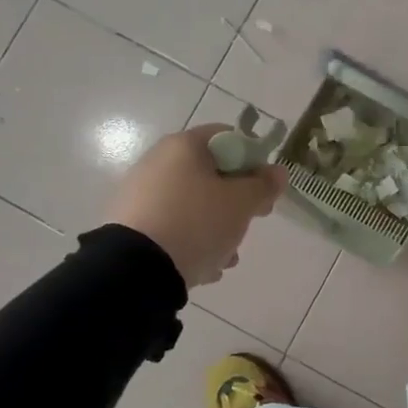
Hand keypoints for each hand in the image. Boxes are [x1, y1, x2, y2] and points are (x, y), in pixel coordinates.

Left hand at [108, 126, 285, 288]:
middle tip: (251, 221)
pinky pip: (173, 226)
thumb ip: (264, 185)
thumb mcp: (242, 203)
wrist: (136, 270)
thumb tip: (277, 171)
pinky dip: (191, 241)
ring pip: (194, 204)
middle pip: (211, 174)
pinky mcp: (130, 225)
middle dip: (236, 201)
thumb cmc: (197, 222)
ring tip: (227, 256)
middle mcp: (158, 162)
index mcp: (184, 146)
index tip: (264, 189)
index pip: (229, 138)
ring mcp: (140, 194)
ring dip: (217, 227)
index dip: (253, 160)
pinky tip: (203, 265)